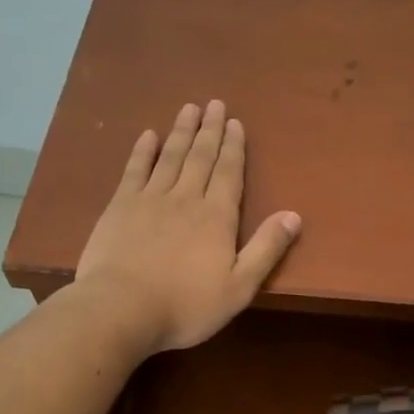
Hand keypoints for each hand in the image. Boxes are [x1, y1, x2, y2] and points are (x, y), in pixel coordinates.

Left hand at [75, 100, 300, 352]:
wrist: (122, 309)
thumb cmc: (186, 306)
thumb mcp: (239, 286)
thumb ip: (267, 249)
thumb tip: (294, 215)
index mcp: (217, 217)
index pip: (229, 173)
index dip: (233, 147)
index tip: (235, 122)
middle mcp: (186, 199)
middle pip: (201, 157)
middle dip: (209, 130)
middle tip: (214, 103)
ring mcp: (149, 199)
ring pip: (170, 157)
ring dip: (181, 131)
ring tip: (189, 108)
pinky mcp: (119, 207)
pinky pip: (134, 170)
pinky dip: (143, 151)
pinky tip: (148, 135)